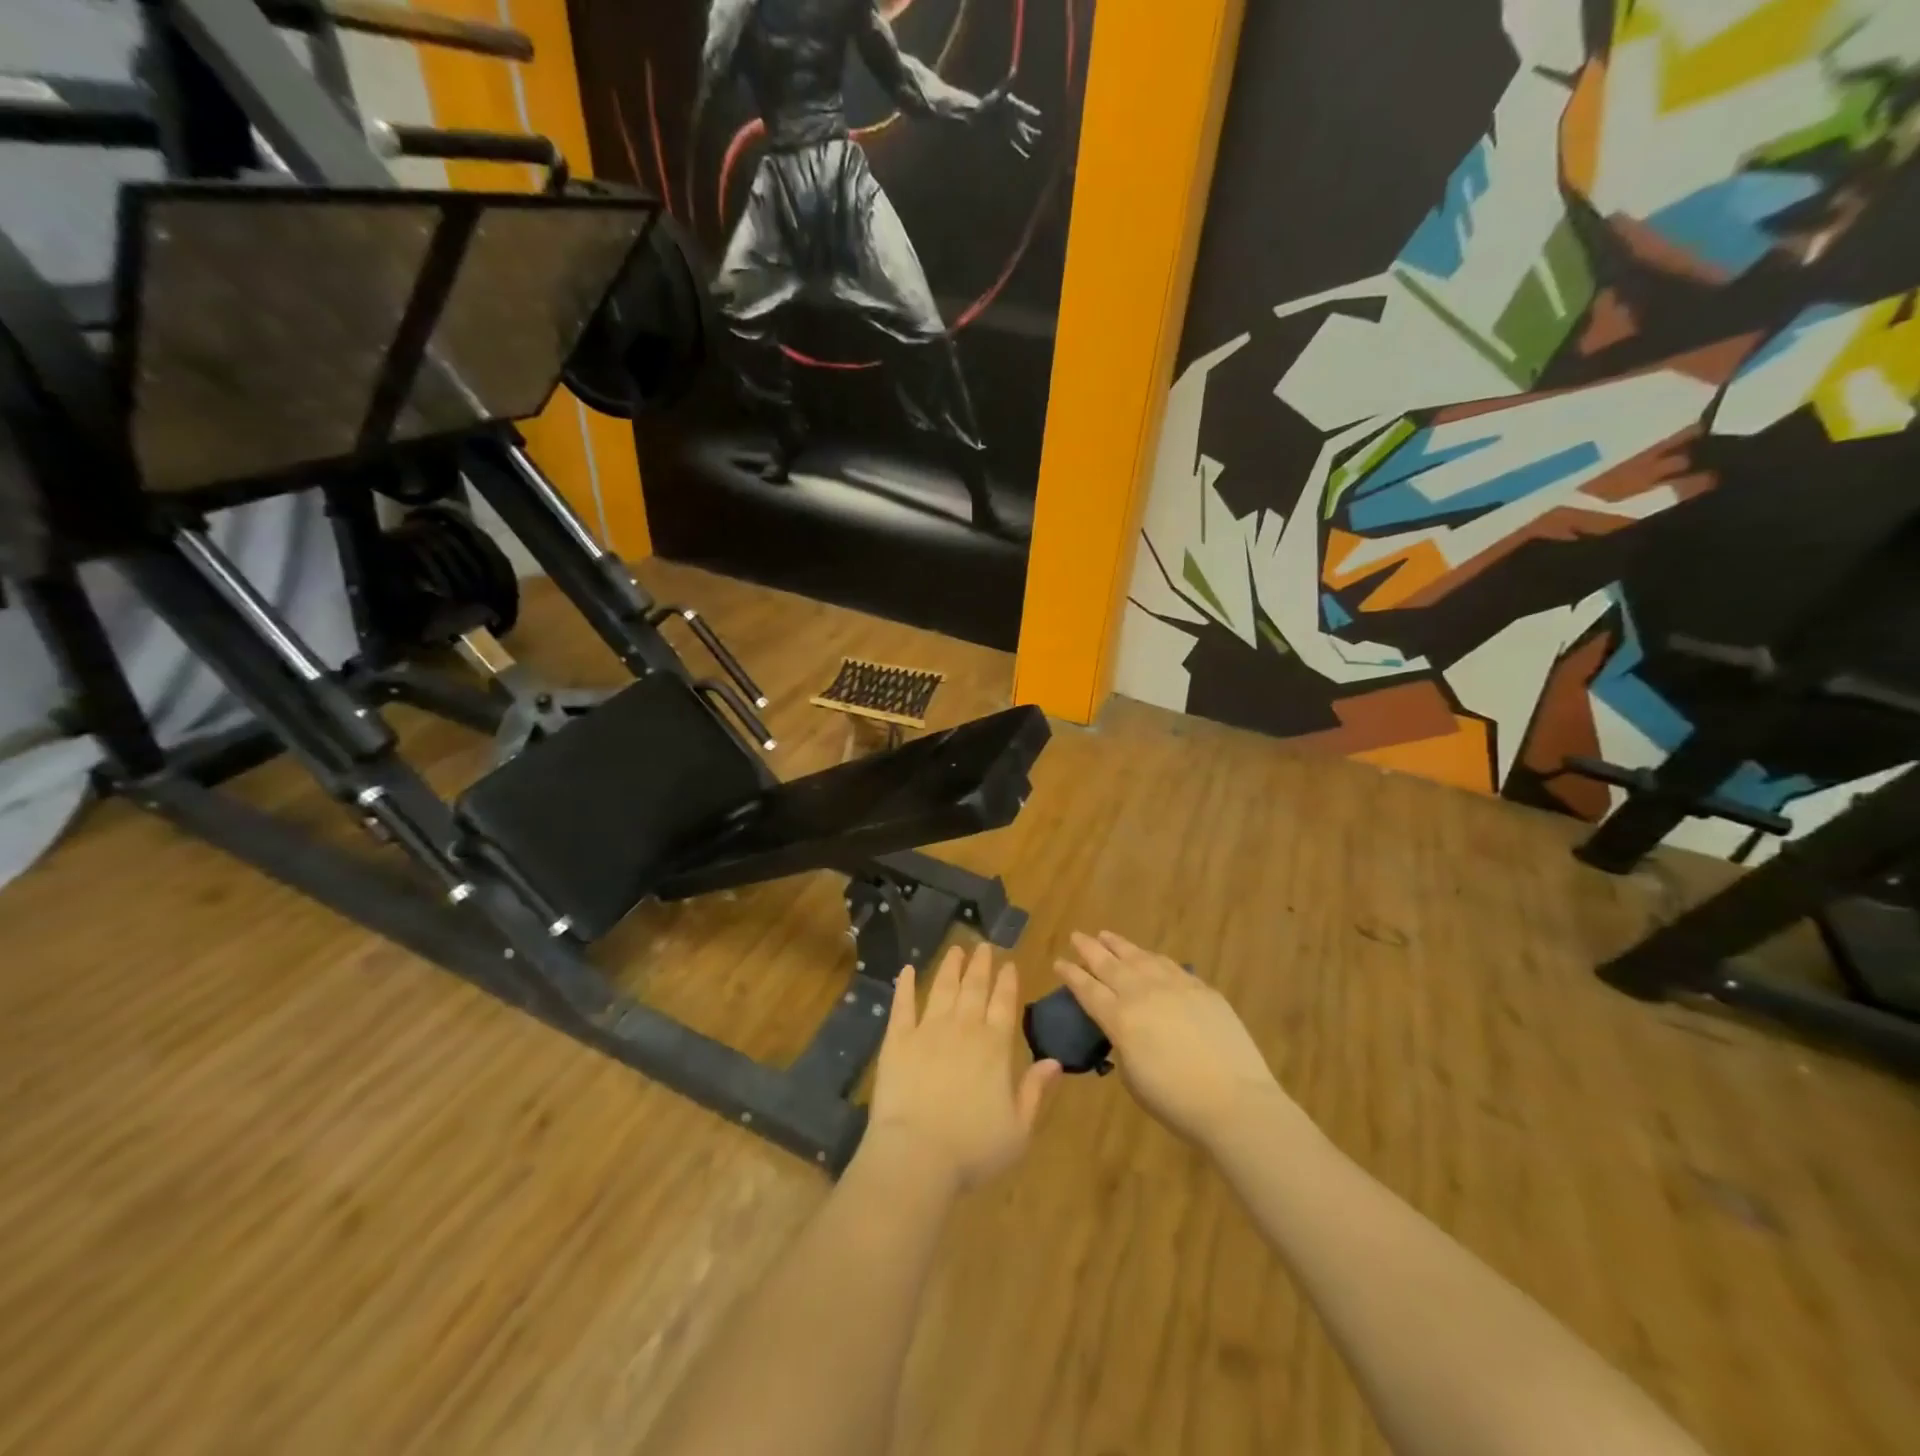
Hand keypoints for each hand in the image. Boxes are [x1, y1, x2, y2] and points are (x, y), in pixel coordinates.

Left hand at [864, 944, 1062, 1193]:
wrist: (917, 1154)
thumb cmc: (973, 1148)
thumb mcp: (1019, 1129)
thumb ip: (1036, 1091)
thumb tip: (1055, 1061)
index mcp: (995, 1047)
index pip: (1005, 1004)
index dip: (1007, 982)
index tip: (1009, 963)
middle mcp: (964, 1028)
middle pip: (974, 988)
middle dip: (981, 965)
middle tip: (983, 946)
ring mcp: (928, 1030)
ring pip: (943, 988)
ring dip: (951, 967)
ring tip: (956, 948)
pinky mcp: (897, 1040)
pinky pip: (902, 1005)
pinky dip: (906, 985)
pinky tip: (908, 970)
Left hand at [980, 86, 1041, 158]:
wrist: (978, 116)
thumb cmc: (987, 103)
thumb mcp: (998, 94)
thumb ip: (1007, 85)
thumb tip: (1013, 72)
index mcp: (1013, 106)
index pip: (1025, 109)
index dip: (1031, 112)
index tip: (1038, 115)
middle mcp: (1013, 118)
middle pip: (1025, 124)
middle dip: (1032, 129)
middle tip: (1039, 134)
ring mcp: (1009, 129)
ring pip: (1021, 136)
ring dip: (1027, 141)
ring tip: (1033, 145)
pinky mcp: (1005, 138)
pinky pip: (1015, 146)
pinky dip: (1020, 151)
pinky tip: (1025, 156)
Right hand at [1056, 931, 1288, 1149]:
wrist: (1234, 1100)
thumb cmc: (1175, 1101)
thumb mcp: (1133, 1078)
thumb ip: (1123, 1045)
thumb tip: (1125, 1031)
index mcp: (1120, 1018)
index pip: (1088, 990)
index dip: (1071, 975)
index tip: (1058, 961)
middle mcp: (1142, 994)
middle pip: (1109, 964)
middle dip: (1089, 949)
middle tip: (1076, 936)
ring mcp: (1174, 986)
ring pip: (1139, 957)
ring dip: (1119, 945)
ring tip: (1106, 935)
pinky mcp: (1201, 988)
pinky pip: (1169, 965)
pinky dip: (1152, 957)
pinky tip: (1148, 956)